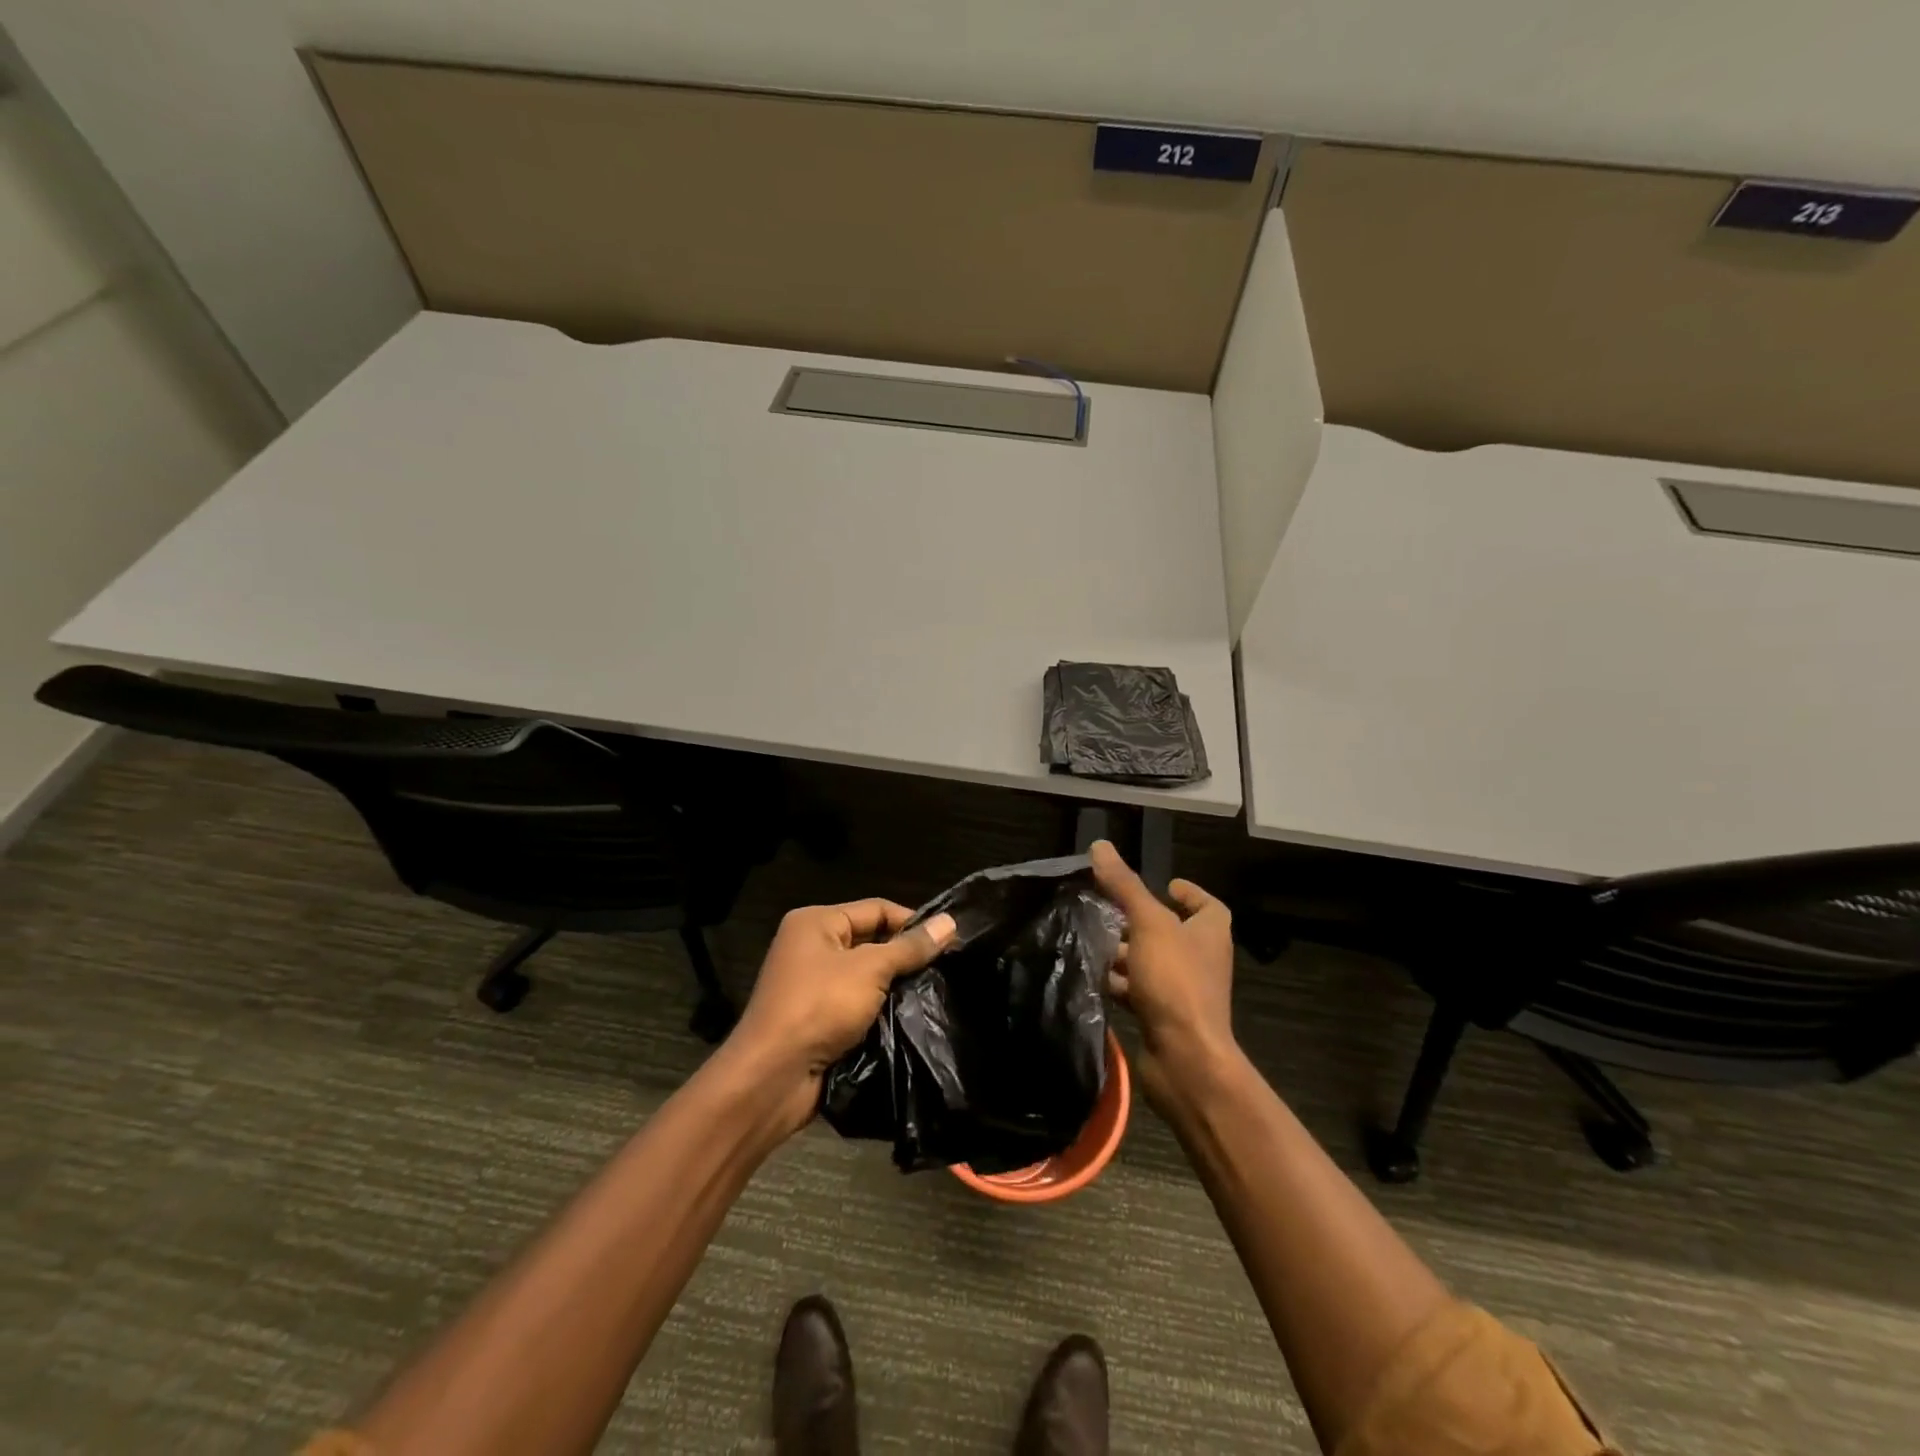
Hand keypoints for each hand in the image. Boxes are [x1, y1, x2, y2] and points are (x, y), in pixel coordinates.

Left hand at [729, 899, 956, 1132]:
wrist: (772, 1078)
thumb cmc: (819, 1007)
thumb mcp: (869, 969)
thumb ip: (910, 947)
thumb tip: (950, 923)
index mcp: (816, 923)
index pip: (876, 909)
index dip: (912, 921)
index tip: (950, 940)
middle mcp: (812, 948)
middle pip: (872, 941)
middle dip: (906, 956)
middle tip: (947, 969)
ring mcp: (814, 986)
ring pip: (868, 977)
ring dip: (896, 987)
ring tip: (936, 993)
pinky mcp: (819, 1020)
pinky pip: (859, 1006)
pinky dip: (881, 1011)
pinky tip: (911, 1019)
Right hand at [1089, 840, 1237, 1108]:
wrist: (1185, 1059)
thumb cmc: (1176, 982)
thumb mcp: (1149, 924)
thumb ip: (1125, 886)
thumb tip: (1101, 845)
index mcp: (1210, 933)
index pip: (1208, 906)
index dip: (1189, 893)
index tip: (1164, 884)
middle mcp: (1201, 961)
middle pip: (1172, 932)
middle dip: (1140, 921)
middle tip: (1108, 909)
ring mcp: (1183, 992)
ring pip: (1151, 963)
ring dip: (1125, 953)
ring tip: (1092, 939)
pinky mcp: (1163, 1018)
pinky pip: (1139, 992)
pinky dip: (1120, 983)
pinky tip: (1094, 976)